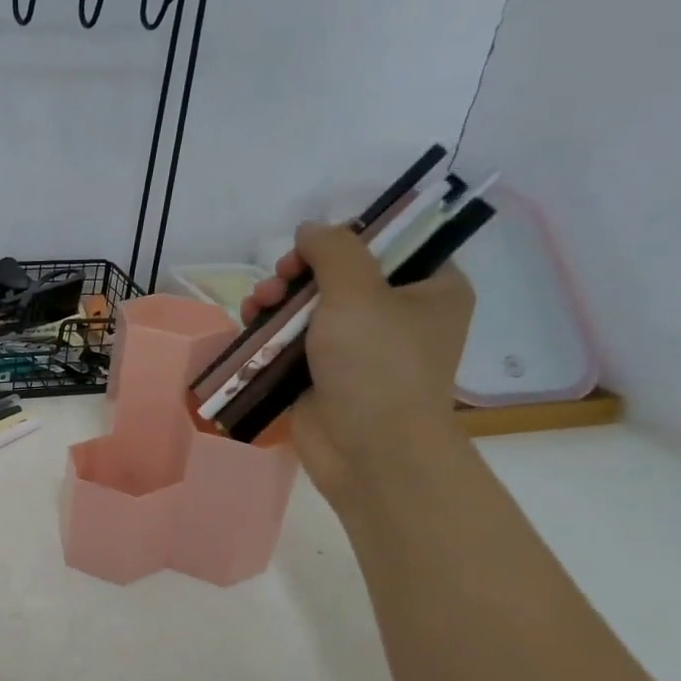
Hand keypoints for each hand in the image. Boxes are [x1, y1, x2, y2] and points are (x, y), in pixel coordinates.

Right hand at [243, 222, 473, 507]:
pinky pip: (293, 341)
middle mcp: (399, 316)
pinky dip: (270, 332)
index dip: (347, 238)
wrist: (369, 451)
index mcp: (431, 290)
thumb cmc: (377, 365)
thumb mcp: (357, 292)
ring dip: (278, 299)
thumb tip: (310, 229)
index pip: (390, 244)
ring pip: (310, 307)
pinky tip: (249, 326)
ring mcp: (359, 349)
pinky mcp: (324, 376)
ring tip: (256, 304)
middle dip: (299, 272)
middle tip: (278, 279)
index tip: (312, 247)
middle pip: (341, 274)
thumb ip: (332, 249)